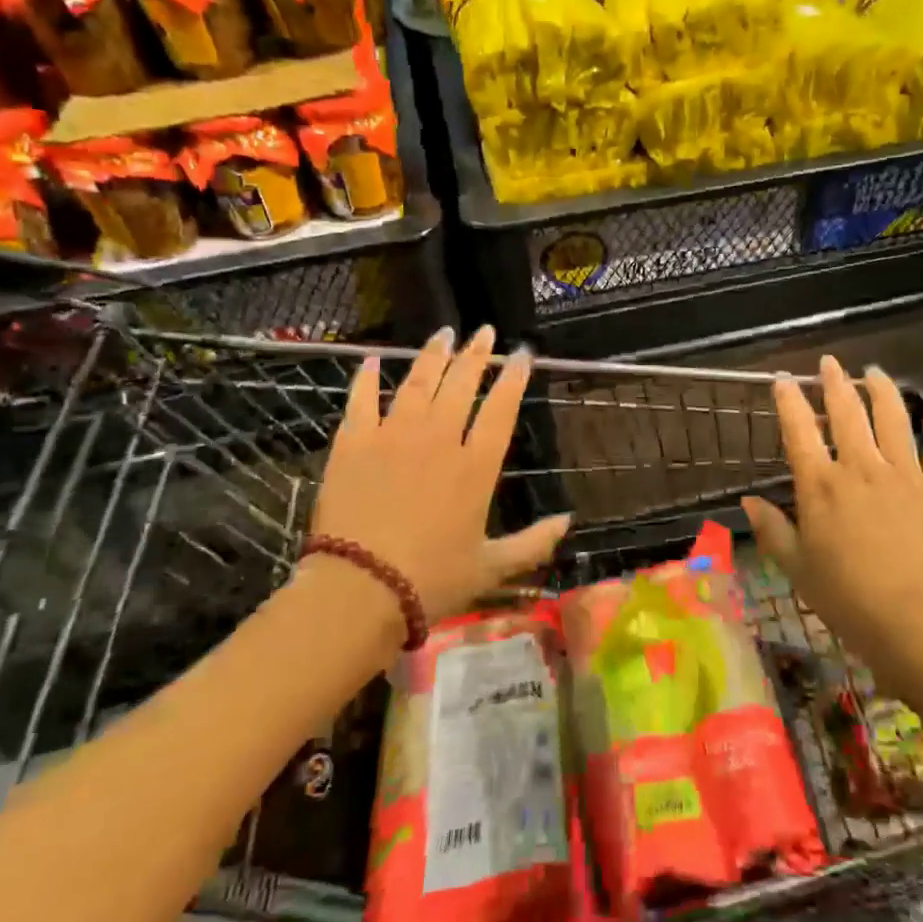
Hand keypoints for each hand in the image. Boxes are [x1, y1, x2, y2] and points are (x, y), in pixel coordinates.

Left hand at [307, 326, 570, 622]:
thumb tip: (569, 521)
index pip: (501, 409)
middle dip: (476, 354)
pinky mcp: (354, 443)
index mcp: (475, 466)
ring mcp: (393, 436)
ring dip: (433, 355)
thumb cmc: (431, 581)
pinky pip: (362, 400)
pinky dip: (368, 378)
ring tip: (444, 334)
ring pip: (418, 382)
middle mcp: (439, 439)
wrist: (359, 590)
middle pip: (461, 384)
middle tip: (484, 331)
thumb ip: (533, 543)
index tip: (523, 354)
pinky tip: (373, 360)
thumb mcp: (491, 568)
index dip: (514, 378)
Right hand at [741, 358, 922, 668]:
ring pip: (893, 419)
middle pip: (847, 412)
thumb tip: (748, 501)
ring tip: (876, 372)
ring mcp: (905, 475)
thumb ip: (772, 530)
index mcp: (821, 486)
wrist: (915, 621)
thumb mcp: (797, 567)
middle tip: (830, 363)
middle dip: (836, 382)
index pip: (799, 430)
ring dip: (883, 391)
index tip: (783, 380)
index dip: (789, 400)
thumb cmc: (847, 597)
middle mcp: (861, 468)